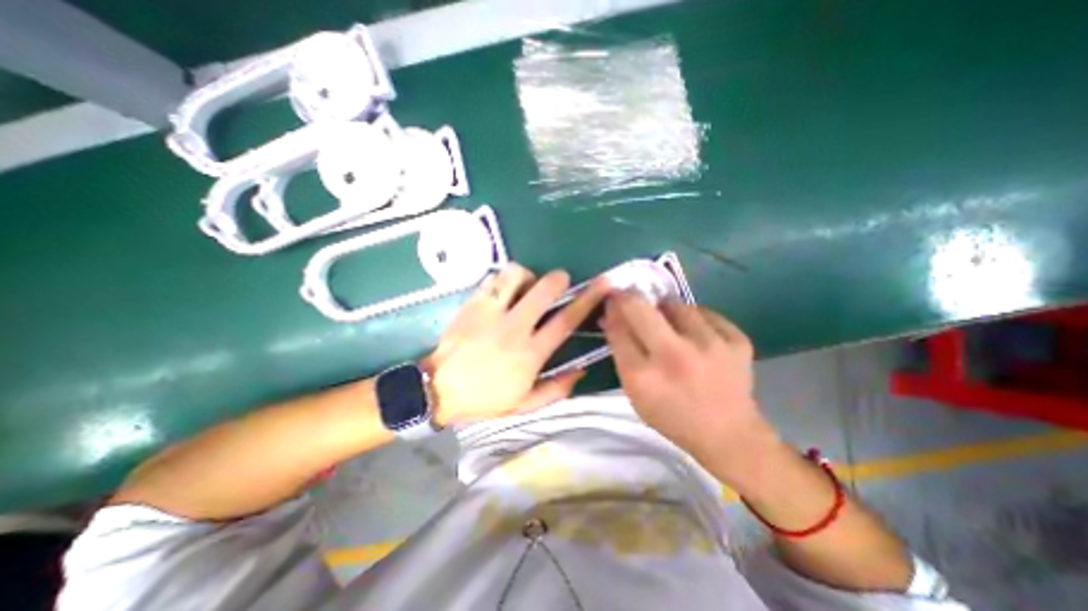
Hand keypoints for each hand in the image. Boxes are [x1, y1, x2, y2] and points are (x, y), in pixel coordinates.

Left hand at [428, 264, 609, 427]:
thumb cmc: (485, 398)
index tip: (601, 285)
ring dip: (527, 276)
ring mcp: (490, 312)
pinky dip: (504, 279)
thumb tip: (582, 369)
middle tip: (560, 280)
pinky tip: (504, 290)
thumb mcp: (525, 404)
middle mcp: (514, 328)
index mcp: (530, 354)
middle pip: (543, 290)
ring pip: (515, 276)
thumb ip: (557, 388)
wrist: (439, 388)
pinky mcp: (472, 303)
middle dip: (558, 279)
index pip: (565, 321)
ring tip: (526, 286)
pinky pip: (493, 278)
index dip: (587, 301)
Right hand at [605, 294, 771, 478]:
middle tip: (631, 298)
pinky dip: (695, 319)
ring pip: (676, 305)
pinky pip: (707, 314)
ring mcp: (711, 347)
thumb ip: (622, 354)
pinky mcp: (737, 342)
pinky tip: (696, 334)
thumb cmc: (672, 416)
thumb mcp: (635, 393)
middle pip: (640, 309)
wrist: (729, 436)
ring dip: (666, 310)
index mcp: (644, 378)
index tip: (611, 301)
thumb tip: (613, 316)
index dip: (612, 310)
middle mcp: (675, 357)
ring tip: (668, 323)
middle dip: (630, 298)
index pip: (618, 329)